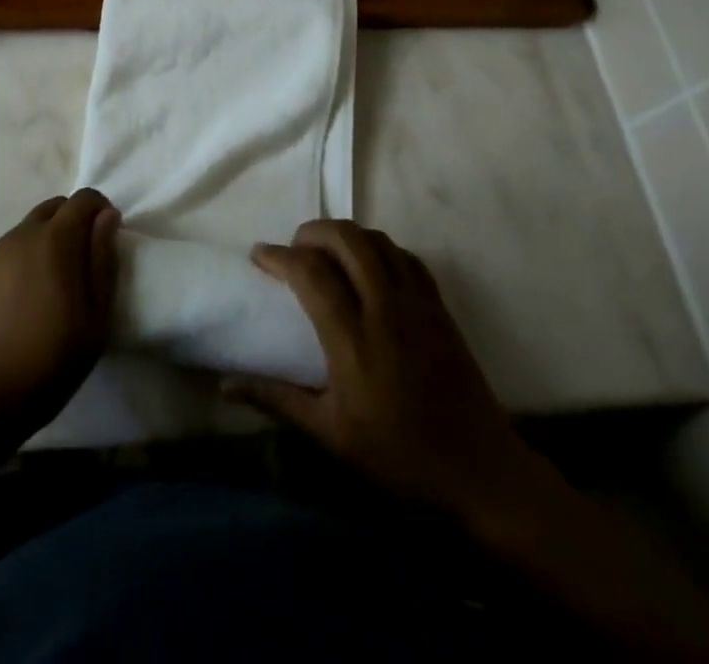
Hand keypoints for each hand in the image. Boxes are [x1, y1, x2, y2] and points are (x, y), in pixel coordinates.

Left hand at [0, 189, 119, 441]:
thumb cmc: (43, 366)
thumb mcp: (93, 322)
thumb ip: (102, 263)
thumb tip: (107, 217)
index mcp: (54, 241)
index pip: (83, 198)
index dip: (100, 211)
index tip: (106, 239)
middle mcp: (20, 236)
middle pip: (52, 208)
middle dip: (72, 221)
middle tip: (81, 264)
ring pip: (25, 232)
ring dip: (44, 244)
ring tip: (48, 290)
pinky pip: (3, 255)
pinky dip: (18, 264)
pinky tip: (16, 306)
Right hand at [227, 220, 559, 533]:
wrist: (483, 477)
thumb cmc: (400, 461)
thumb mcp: (331, 437)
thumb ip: (277, 400)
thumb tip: (225, 385)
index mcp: (353, 340)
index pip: (311, 272)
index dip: (279, 255)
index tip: (258, 256)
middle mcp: (385, 309)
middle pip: (346, 239)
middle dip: (312, 231)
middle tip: (294, 249)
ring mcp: (417, 304)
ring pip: (377, 240)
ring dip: (346, 235)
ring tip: (328, 253)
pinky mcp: (440, 308)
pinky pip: (406, 257)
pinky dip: (379, 249)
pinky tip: (370, 268)